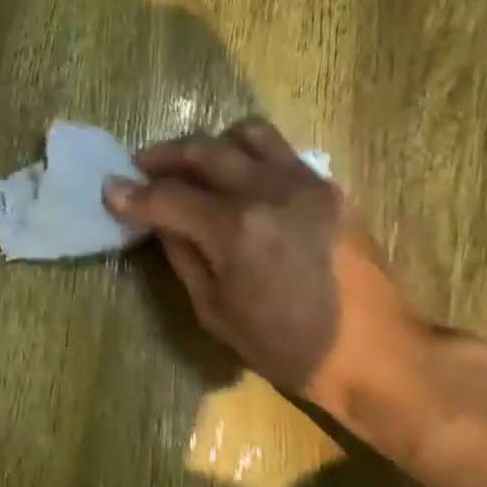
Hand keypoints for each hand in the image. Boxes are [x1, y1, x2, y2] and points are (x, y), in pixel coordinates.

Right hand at [103, 120, 422, 424]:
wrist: (376, 352)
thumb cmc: (288, 347)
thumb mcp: (217, 313)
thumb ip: (184, 257)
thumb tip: (161, 223)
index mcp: (235, 230)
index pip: (168, 197)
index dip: (132, 194)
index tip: (110, 189)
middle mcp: (268, 191)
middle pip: (203, 150)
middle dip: (163, 156)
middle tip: (142, 168)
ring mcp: (304, 183)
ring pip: (246, 133)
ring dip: (210, 144)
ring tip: (194, 165)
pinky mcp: (328, 187)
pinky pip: (280, 151)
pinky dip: (248, 155)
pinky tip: (239, 180)